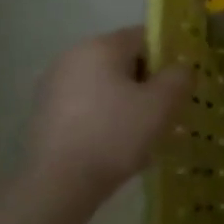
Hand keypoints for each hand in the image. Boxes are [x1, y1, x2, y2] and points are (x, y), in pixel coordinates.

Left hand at [21, 27, 190, 216]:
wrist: (57, 186)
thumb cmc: (115, 135)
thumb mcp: (162, 104)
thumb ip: (180, 77)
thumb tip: (180, 69)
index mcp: (101, 45)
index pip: (145, 37)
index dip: (167, 59)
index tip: (176, 88)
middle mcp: (73, 56)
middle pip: (123, 61)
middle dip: (146, 83)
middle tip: (162, 114)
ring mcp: (53, 85)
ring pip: (104, 86)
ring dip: (125, 103)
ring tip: (140, 136)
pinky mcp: (43, 114)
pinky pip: (86, 106)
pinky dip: (103, 118)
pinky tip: (113, 147)